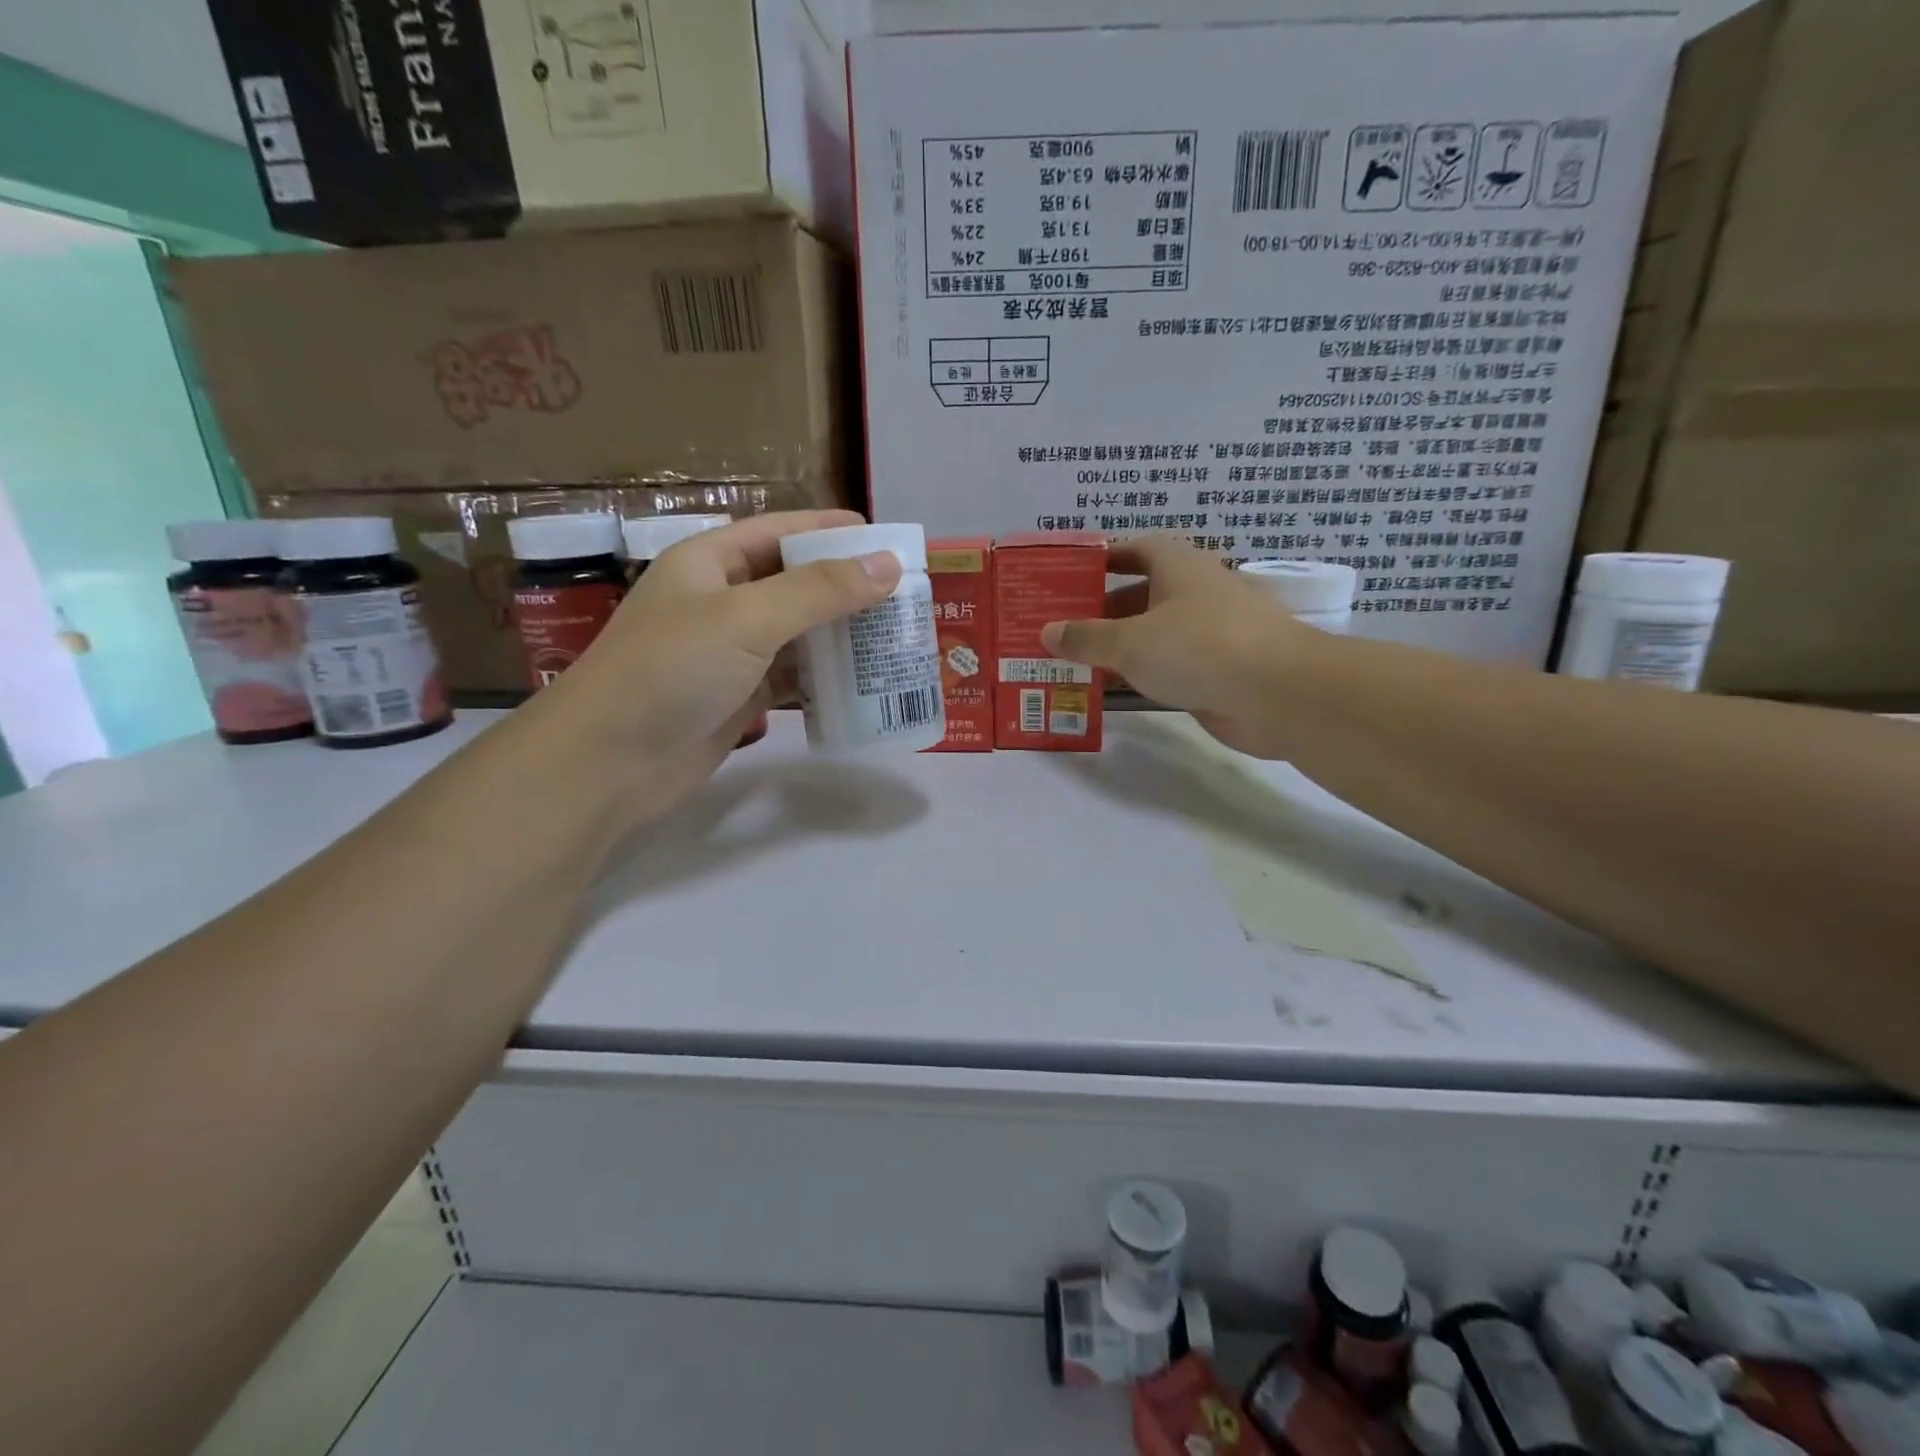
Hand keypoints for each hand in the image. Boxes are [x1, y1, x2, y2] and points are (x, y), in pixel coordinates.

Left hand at [532, 509, 900, 820]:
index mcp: (710, 562)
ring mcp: (729, 653)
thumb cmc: (671, 669)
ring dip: (841, 635)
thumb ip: (819, 591)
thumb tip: (888, 565)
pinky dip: (824, 678)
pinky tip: (863, 682)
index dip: (831, 531)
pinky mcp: (739, 697)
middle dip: (846, 587)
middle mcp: (720, 601)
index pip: (781, 531)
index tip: (886, 539)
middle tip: (905, 596)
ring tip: (896, 637)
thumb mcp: (747, 618)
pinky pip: (792, 677)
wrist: (609, 762)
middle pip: (795, 583)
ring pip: (797, 633)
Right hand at [1039, 535, 1317, 759]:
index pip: (1137, 549)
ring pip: (1157, 633)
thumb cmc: (1198, 648)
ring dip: (1122, 645)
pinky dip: (1145, 672)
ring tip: (1078, 660)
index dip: (1104, 558)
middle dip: (1104, 609)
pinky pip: (1172, 665)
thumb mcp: (1130, 642)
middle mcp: (1197, 592)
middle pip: (1143, 593)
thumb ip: (1086, 638)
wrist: (1277, 693)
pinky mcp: (1221, 669)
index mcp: (1179, 567)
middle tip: (1063, 627)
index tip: (1071, 576)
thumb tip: (1047, 631)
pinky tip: (1116, 688)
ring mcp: (1213, 632)